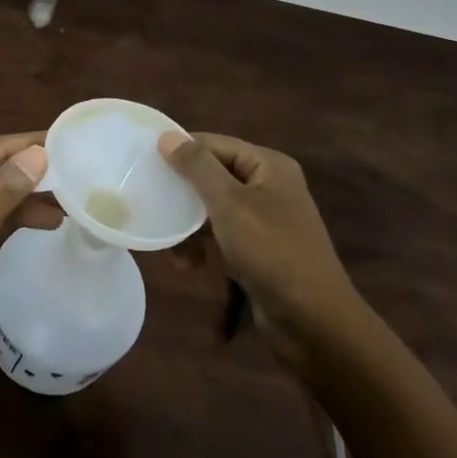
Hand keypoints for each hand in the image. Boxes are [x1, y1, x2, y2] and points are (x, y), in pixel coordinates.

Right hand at [160, 132, 361, 348]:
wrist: (314, 321)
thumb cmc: (272, 252)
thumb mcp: (229, 204)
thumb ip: (197, 167)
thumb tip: (167, 136)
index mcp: (268, 166)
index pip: (214, 144)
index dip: (181, 150)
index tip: (143, 162)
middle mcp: (268, 186)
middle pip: (213, 175)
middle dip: (182, 192)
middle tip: (148, 200)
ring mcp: (264, 220)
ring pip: (214, 208)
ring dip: (188, 224)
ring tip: (166, 243)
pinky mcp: (258, 250)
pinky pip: (222, 236)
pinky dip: (203, 245)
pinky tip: (187, 264)